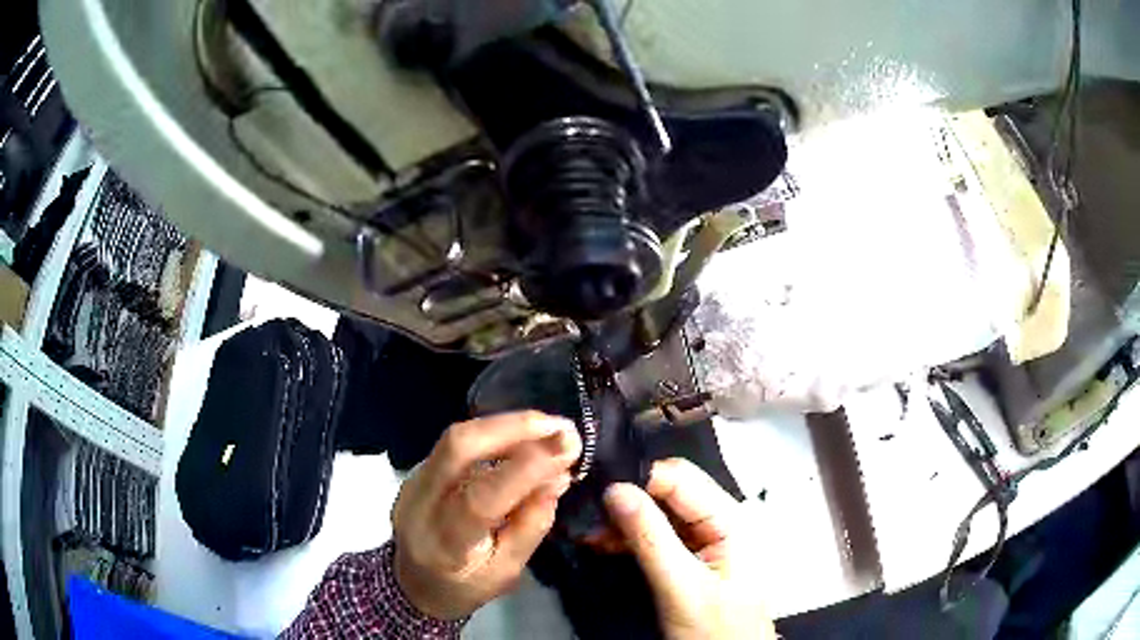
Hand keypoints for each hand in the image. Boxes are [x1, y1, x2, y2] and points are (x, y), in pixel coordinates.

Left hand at [391, 411, 581, 619]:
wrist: (412, 584)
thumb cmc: (464, 586)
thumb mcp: (506, 572)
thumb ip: (531, 526)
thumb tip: (557, 477)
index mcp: (445, 544)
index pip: (481, 499)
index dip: (525, 469)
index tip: (567, 449)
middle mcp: (420, 504)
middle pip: (458, 448)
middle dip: (514, 428)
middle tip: (561, 427)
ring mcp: (413, 482)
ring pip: (456, 437)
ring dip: (507, 426)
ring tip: (549, 428)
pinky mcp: (416, 470)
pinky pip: (456, 443)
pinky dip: (494, 434)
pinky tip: (522, 438)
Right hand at [604, 459, 775, 639]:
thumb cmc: (714, 627)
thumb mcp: (680, 586)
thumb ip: (649, 537)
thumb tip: (614, 489)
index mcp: (731, 519)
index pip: (681, 478)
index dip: (639, 479)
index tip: (596, 489)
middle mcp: (722, 519)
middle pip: (670, 492)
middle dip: (628, 500)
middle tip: (586, 513)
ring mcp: (709, 537)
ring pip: (661, 512)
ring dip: (624, 521)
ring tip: (587, 533)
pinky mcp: (695, 554)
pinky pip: (660, 534)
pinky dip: (631, 538)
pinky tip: (603, 543)